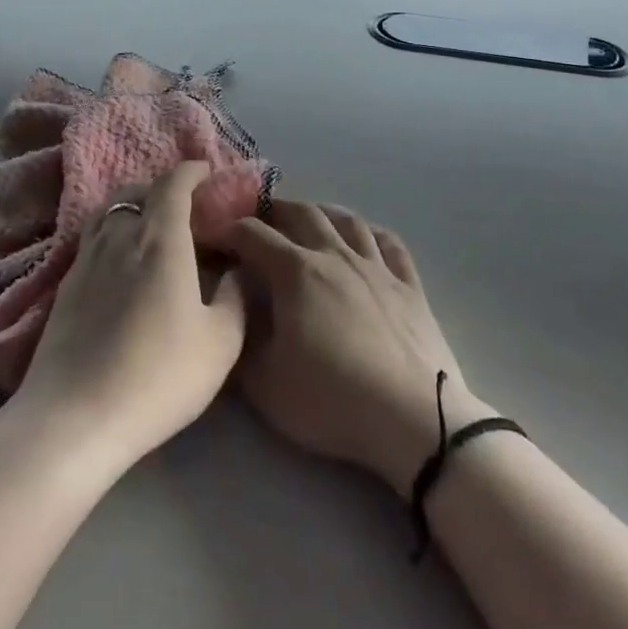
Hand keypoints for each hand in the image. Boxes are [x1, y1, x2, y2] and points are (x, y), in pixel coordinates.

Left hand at [15, 161, 245, 473]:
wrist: (75, 416)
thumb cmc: (158, 374)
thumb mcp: (220, 343)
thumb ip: (235, 298)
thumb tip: (235, 271)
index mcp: (160, 238)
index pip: (173, 184)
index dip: (191, 171)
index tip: (206, 172)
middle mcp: (120, 235)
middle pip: (136, 191)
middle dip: (161, 188)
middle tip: (183, 205)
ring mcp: (86, 258)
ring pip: (109, 212)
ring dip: (132, 206)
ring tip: (150, 226)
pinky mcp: (65, 284)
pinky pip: (92, 237)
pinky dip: (112, 232)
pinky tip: (121, 261)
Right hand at [218, 202, 485, 493]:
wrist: (412, 419)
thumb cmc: (331, 399)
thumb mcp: (264, 382)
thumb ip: (240, 339)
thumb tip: (231, 308)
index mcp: (296, 272)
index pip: (254, 235)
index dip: (230, 230)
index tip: (215, 236)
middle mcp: (335, 256)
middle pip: (302, 213)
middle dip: (275, 209)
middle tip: (260, 217)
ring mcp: (377, 267)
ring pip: (347, 221)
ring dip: (323, 212)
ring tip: (311, 217)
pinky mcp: (410, 286)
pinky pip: (391, 244)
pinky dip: (373, 233)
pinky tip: (367, 237)